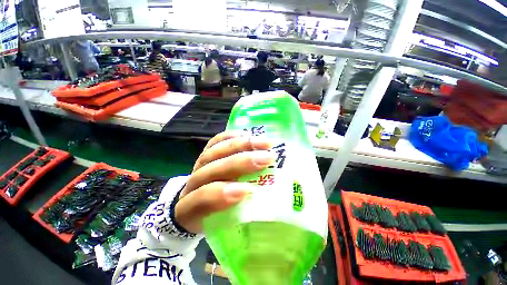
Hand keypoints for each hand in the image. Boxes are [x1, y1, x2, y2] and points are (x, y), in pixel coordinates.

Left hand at [175, 132, 274, 233]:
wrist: (191, 205)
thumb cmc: (210, 217)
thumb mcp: (222, 225)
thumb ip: (239, 217)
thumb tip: (266, 208)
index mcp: (190, 208)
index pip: (202, 198)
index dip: (222, 194)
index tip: (248, 190)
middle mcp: (193, 182)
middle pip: (214, 168)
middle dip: (241, 162)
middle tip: (267, 158)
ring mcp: (199, 164)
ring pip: (217, 150)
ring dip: (242, 146)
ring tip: (264, 144)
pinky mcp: (206, 152)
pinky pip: (216, 140)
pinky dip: (232, 136)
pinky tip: (247, 134)